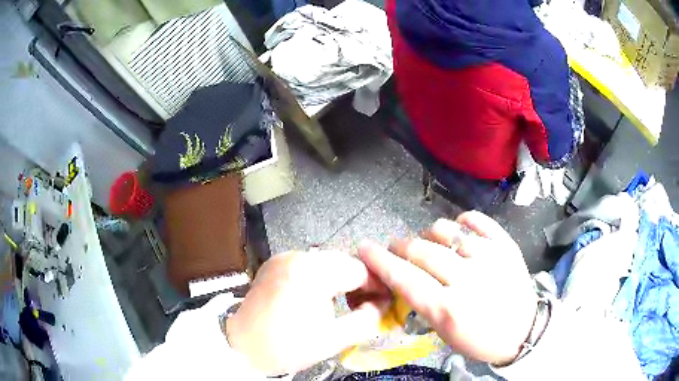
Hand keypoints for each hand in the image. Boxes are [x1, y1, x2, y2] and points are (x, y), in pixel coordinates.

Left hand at [225, 251, 390, 375]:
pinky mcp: (275, 263)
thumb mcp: (333, 339)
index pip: (359, 269)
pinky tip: (320, 295)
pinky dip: (321, 276)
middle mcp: (297, 256)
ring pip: (327, 261)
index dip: (376, 285)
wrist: (242, 347)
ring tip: (344, 301)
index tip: (382, 302)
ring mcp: (283, 257)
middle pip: (343, 261)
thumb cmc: (286, 347)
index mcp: (311, 273)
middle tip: (364, 304)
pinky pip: (309, 263)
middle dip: (359, 281)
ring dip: (341, 278)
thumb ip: (367, 319)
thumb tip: (382, 303)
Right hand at [358, 211, 537, 364]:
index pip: (404, 278)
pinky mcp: (507, 246)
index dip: (380, 261)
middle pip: (423, 251)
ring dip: (430, 234)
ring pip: (448, 231)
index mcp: (448, 309)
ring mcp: (490, 258)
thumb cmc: (480, 339)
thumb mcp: (444, 333)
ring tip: (430, 241)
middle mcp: (468, 280)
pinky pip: (479, 221)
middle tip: (397, 247)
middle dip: (402, 246)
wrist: (523, 331)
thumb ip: (422, 303)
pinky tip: (459, 228)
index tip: (365, 248)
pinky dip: (464, 221)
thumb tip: (403, 275)